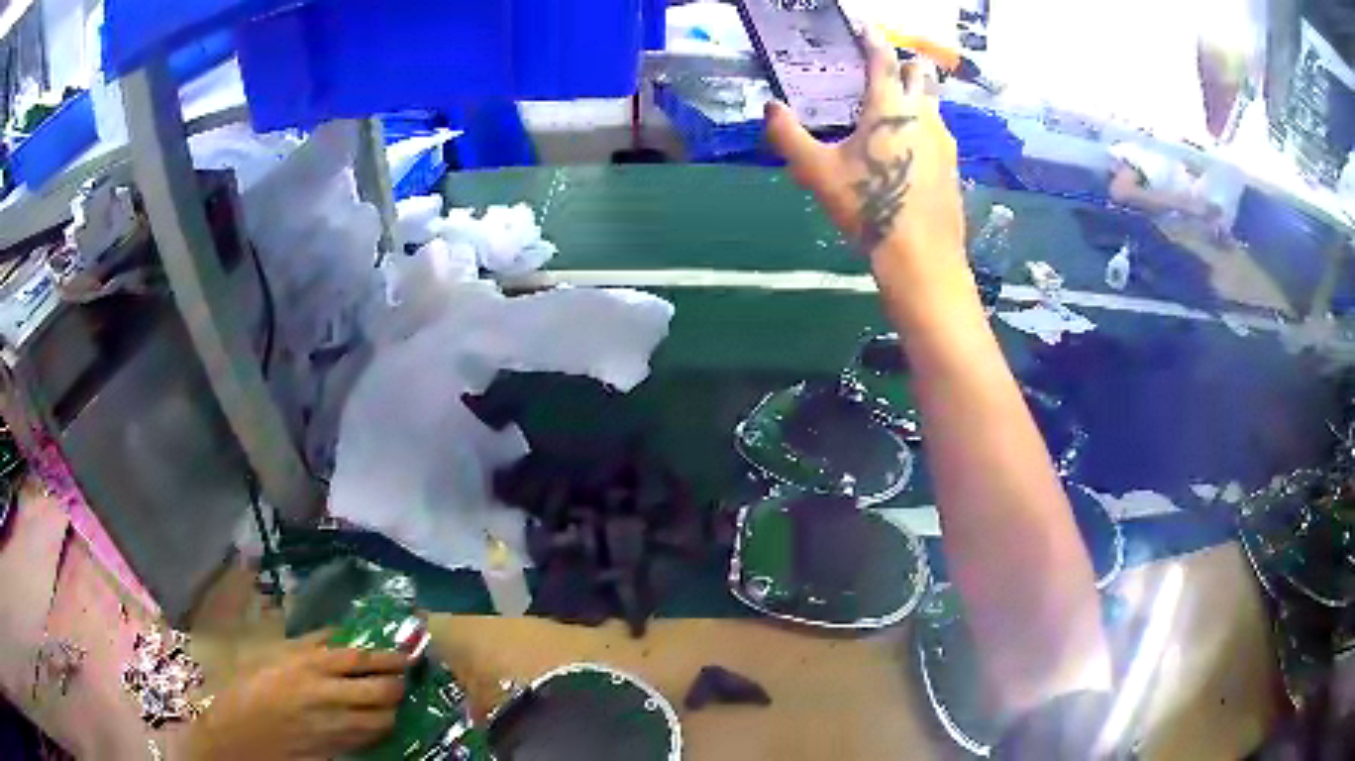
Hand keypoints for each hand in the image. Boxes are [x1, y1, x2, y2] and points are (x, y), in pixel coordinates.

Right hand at [184, 632, 409, 760]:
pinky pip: (369, 739)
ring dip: (392, 709)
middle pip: (381, 693)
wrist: (239, 736)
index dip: (390, 656)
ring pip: (382, 721)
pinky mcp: (337, 750)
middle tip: (402, 676)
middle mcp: (328, 697)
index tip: (408, 651)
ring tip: (391, 698)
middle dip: (398, 685)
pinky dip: (378, 728)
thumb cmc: (248, 687)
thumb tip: (341, 633)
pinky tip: (374, 719)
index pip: (362, 660)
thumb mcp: (272, 653)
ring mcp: (335, 728)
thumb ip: (309, 643)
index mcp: (309, 667)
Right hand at [765, 28, 965, 273]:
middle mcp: (924, 114)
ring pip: (934, 101)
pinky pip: (940, 130)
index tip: (864, 26)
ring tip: (894, 109)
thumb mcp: (816, 172)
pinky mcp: (954, 164)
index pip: (882, 57)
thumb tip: (770, 107)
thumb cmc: (868, 208)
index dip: (871, 37)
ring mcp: (945, 139)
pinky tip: (910, 147)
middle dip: (903, 63)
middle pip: (921, 71)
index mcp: (889, 106)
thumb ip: (788, 134)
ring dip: (917, 94)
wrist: (922, 258)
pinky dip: (925, 124)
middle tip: (882, 71)